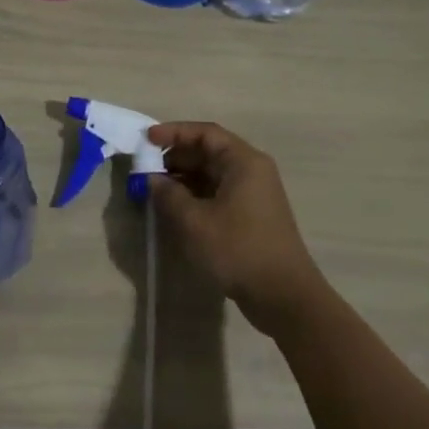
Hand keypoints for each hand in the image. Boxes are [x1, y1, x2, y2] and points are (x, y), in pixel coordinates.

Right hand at [146, 121, 324, 337]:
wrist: (283, 296)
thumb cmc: (238, 250)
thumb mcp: (194, 221)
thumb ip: (168, 194)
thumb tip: (152, 179)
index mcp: (243, 162)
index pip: (205, 133)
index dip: (173, 132)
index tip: (145, 139)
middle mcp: (251, 171)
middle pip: (208, 152)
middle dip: (175, 157)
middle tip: (145, 168)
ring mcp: (253, 194)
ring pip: (211, 174)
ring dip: (182, 178)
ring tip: (154, 189)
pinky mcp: (250, 216)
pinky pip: (217, 193)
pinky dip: (194, 195)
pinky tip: (174, 208)